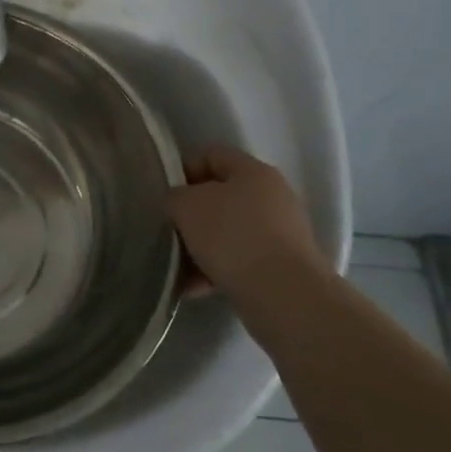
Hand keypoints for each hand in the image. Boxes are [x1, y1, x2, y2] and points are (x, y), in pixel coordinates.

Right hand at [167, 145, 325, 295]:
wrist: (284, 296)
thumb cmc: (232, 236)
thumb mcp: (186, 206)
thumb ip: (175, 197)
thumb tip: (180, 206)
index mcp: (254, 171)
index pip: (212, 155)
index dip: (184, 170)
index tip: (166, 196)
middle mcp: (273, 197)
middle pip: (220, 196)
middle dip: (192, 215)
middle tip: (171, 231)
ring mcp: (282, 234)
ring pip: (228, 232)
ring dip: (201, 246)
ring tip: (179, 267)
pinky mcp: (283, 267)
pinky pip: (240, 261)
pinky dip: (216, 270)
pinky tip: (195, 287)